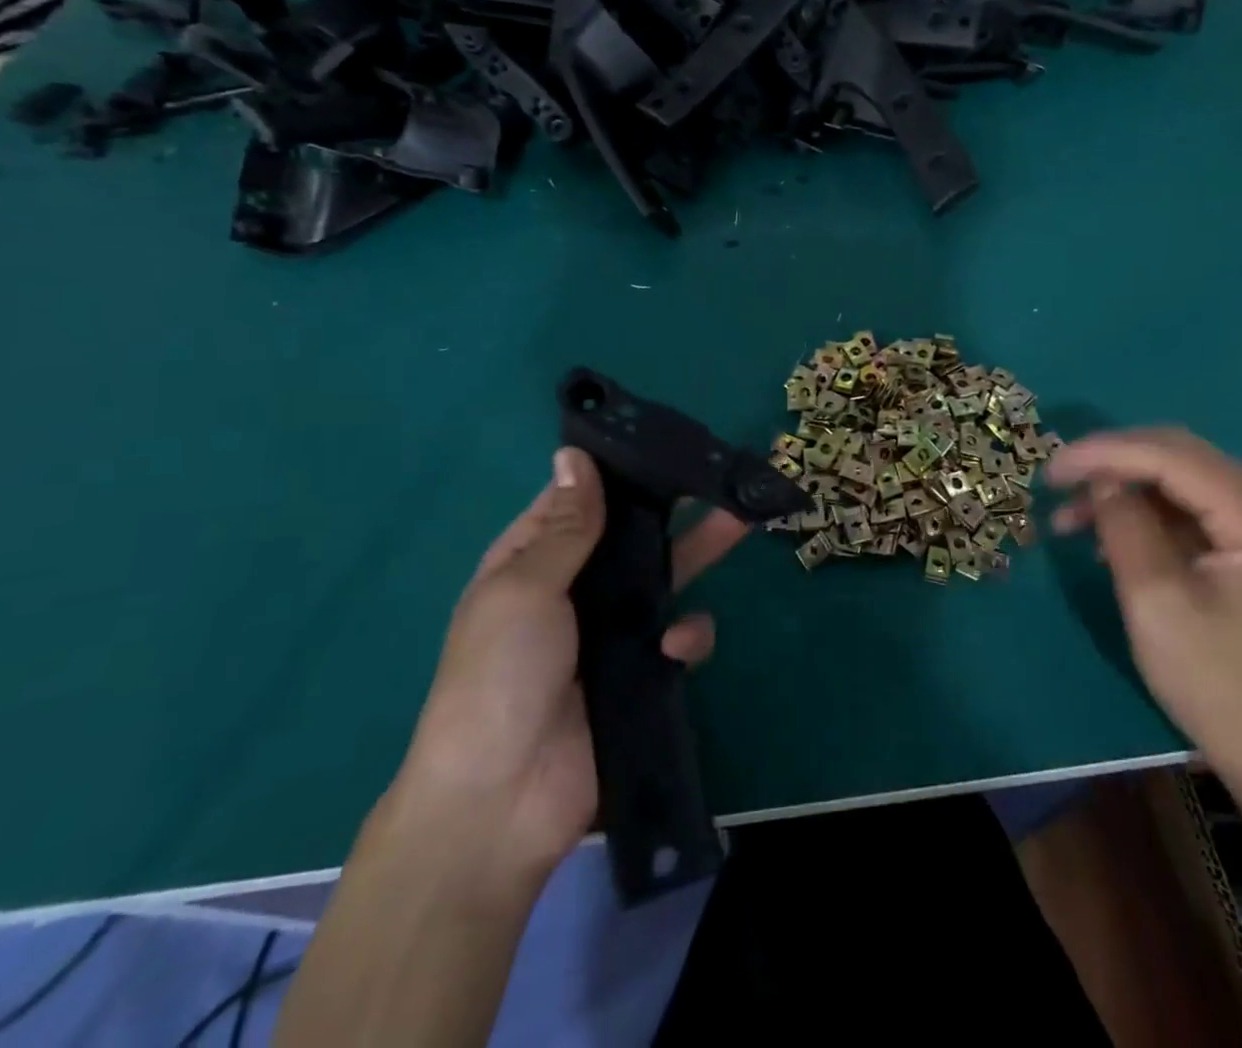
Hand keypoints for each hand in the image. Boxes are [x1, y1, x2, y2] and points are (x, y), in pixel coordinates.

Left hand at [391, 446, 749, 876]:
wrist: (501, 801)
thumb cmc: (499, 675)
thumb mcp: (524, 588)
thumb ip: (567, 525)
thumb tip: (574, 453)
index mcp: (534, 561)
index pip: (581, 499)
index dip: (618, 470)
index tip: (664, 439)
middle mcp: (575, 588)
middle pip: (633, 533)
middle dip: (675, 506)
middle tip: (722, 473)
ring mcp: (611, 632)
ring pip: (666, 577)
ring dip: (700, 553)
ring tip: (742, 523)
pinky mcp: (644, 672)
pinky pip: (678, 638)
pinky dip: (686, 637)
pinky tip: (678, 648)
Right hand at [1047, 428, 1241, 793]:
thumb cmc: (1215, 683)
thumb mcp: (1155, 601)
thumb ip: (1124, 526)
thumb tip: (1099, 478)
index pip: (1172, 456)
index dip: (1106, 452)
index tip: (1051, 468)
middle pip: (1177, 455)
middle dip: (1111, 463)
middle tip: (1056, 481)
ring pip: (1176, 478)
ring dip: (1120, 488)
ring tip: (1069, 519)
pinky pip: (1184, 506)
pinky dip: (1139, 512)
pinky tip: (1104, 535)